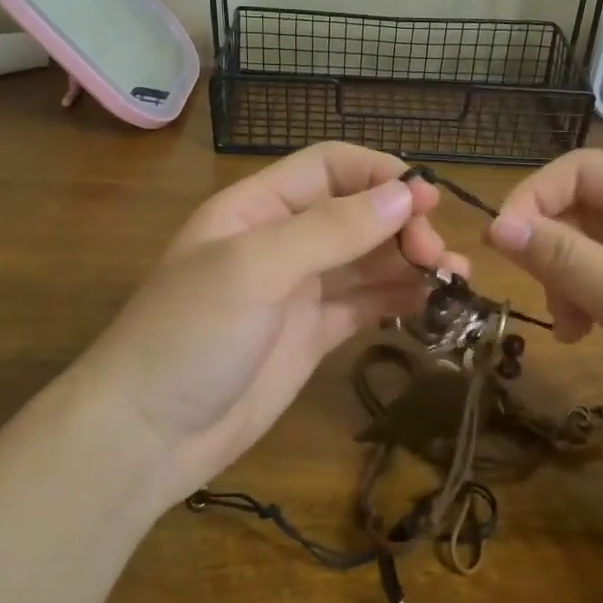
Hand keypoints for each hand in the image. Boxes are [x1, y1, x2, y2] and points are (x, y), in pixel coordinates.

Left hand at [66, 143, 469, 505]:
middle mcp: (282, 241)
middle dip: (402, 225)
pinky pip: (365, 304)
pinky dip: (399, 300)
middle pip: (357, 213)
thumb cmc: (191, 335)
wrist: (148, 435)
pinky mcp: (314, 335)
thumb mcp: (256, 269)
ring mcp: (299, 290)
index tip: (427, 200)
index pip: (330, 167)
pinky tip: (431, 305)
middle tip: (438, 257)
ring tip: (454, 280)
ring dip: (410, 263)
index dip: (380, 174)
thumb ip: (331, 230)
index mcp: (258, 207)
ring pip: (367, 261)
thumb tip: (404, 195)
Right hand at [486, 150, 602, 468]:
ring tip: (574, 331)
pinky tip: (597, 332)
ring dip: (574, 279)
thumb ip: (564, 258)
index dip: (532, 200)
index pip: (579, 168)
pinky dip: (601, 297)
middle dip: (555, 250)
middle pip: (590, 206)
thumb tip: (498, 224)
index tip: (501, 248)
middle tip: (547, 304)